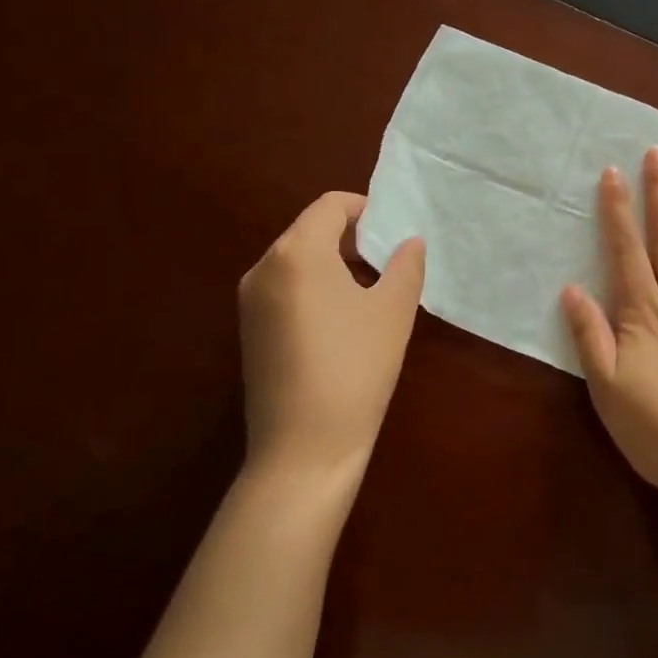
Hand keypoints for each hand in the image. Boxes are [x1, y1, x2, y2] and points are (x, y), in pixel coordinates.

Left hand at [237, 191, 425, 484]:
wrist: (303, 450)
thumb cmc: (355, 368)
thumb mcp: (393, 311)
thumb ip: (405, 265)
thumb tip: (409, 241)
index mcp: (296, 252)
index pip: (329, 206)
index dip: (365, 208)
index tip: (393, 229)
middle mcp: (263, 267)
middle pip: (309, 229)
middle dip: (350, 236)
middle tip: (388, 258)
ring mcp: (250, 301)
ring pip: (295, 259)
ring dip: (332, 261)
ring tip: (370, 288)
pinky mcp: (249, 330)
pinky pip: (284, 287)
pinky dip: (313, 286)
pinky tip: (340, 319)